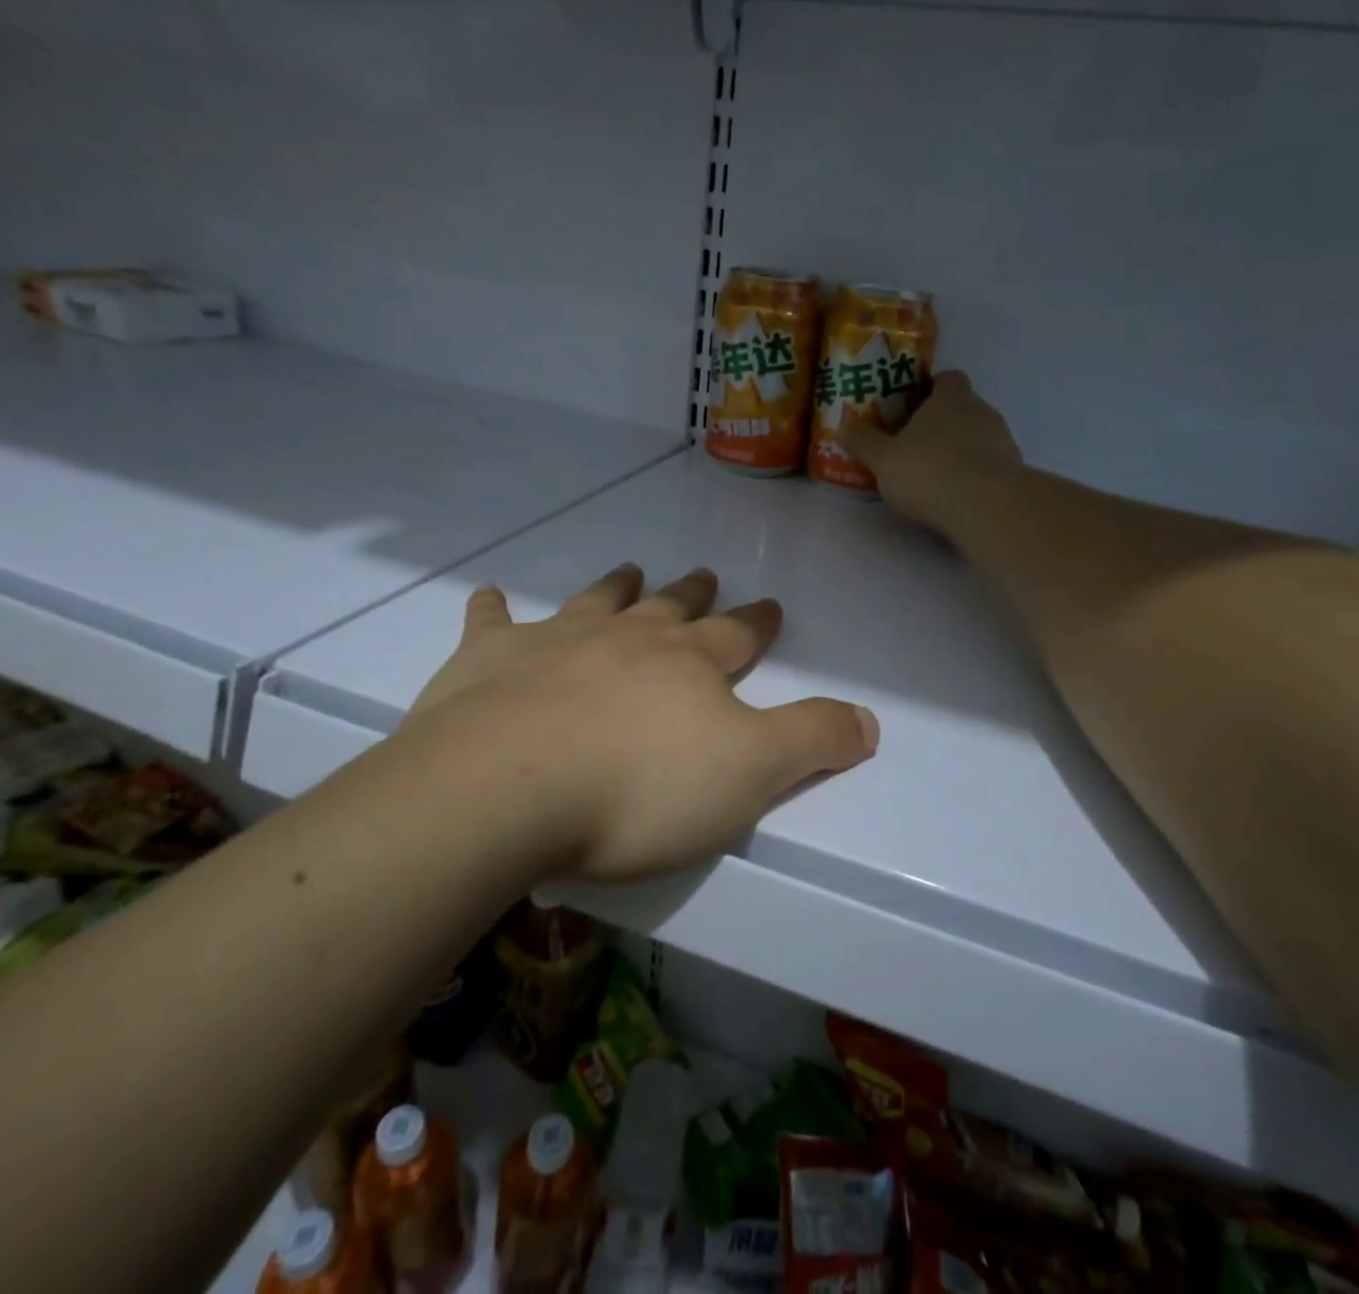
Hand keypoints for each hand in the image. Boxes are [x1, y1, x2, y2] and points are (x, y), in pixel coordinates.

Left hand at [398, 565, 878, 880]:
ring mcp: (555, 642)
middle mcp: (626, 639)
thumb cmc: (639, 788)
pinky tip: (490, 595)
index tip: (769, 606)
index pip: (736, 635)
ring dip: (614, 588)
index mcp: (688, 664)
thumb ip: (812, 740)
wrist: (508, 789)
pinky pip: (491, 624)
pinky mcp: (488, 661)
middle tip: (703, 574)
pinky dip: (492, 610)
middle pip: (668, 609)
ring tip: (628, 570)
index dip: (757, 622)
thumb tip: (870, 720)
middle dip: (691, 594)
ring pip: (594, 603)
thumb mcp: (750, 772)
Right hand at [842, 370, 1023, 533]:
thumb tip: (843, 422)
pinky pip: (989, 464)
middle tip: (913, 445)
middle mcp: (981, 410)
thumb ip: (863, 441)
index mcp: (950, 398)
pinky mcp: (1013, 470)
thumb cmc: (930, 472)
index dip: (930, 389)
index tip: (911, 407)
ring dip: (959, 450)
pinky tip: (956, 495)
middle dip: (941, 423)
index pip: (947, 378)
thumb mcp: (883, 460)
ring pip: (977, 436)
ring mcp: (1002, 440)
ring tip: (934, 476)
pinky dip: (974, 474)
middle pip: (962, 408)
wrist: (988, 508)